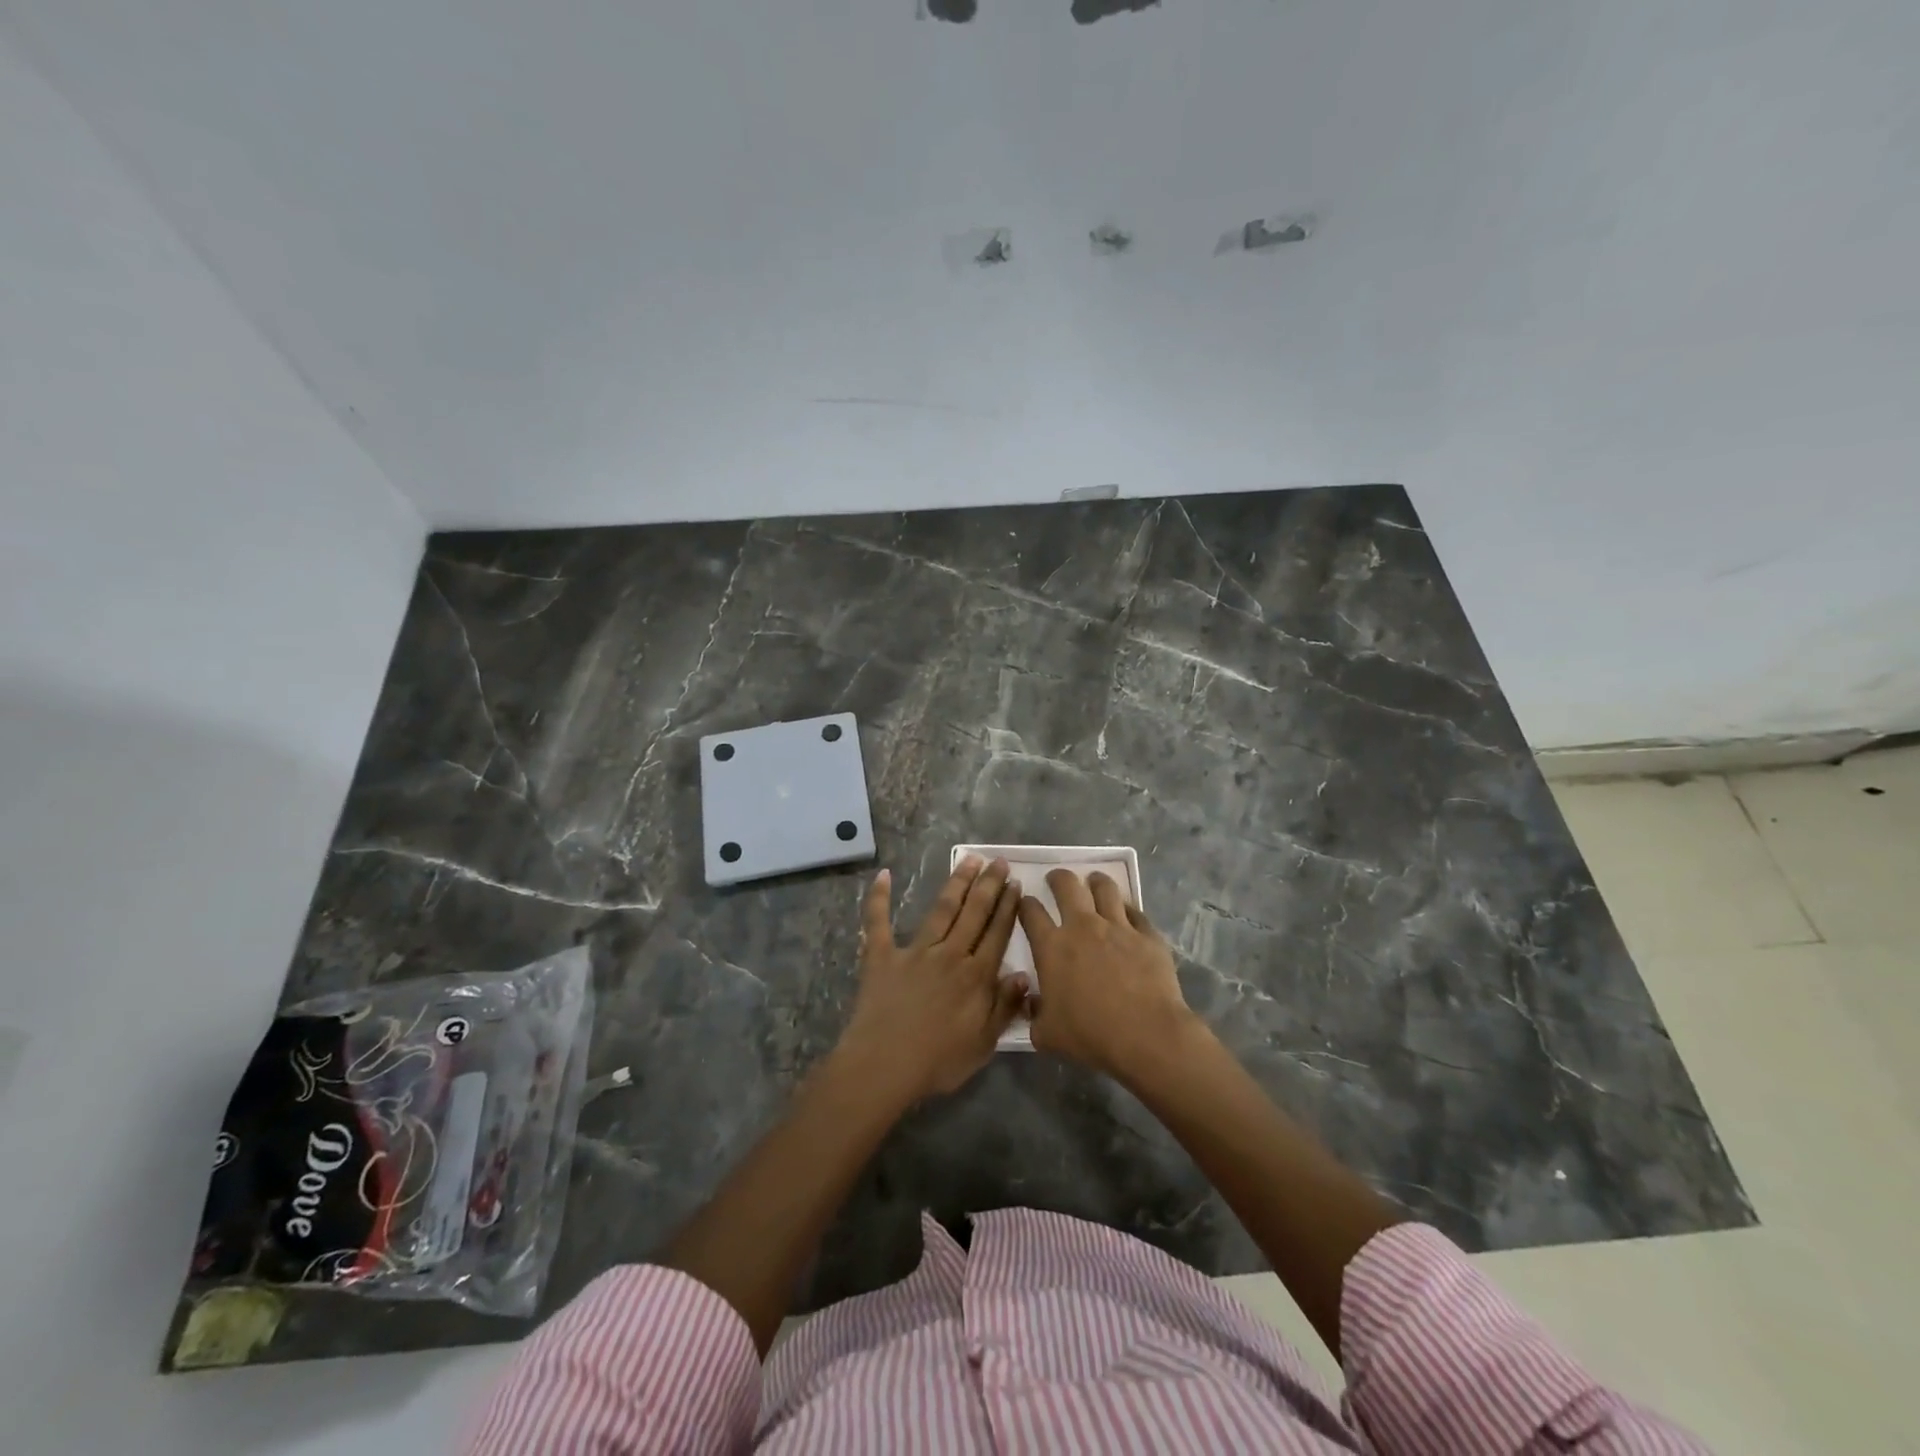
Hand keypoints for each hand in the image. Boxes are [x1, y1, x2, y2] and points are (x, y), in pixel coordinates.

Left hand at [838, 856, 1029, 1100]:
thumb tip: (1024, 974)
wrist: (884, 1066)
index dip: (1008, 907)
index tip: (1015, 883)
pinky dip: (879, 898)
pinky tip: (883, 876)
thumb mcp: (983, 1044)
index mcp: (975, 977)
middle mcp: (949, 955)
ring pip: (941, 910)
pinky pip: (878, 923)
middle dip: (988, 885)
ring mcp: (914, 952)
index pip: (997, 934)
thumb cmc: (938, 1062)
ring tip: (969, 860)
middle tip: (998, 861)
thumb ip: (1005, 1007)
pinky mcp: (881, 957)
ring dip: (956, 883)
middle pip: (974, 913)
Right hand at [1018, 869, 1199, 1078]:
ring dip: (1096, 882)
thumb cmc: (1091, 1035)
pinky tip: (1126, 915)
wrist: (1146, 1035)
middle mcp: (1082, 927)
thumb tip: (1031, 1003)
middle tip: (1057, 880)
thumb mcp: (1047, 1035)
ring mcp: (1117, 927)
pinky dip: (1127, 910)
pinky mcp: (1147, 934)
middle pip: (1067, 885)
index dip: (1025, 904)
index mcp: (1052, 947)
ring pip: (1104, 887)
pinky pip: (1135, 911)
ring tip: (1094, 882)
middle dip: (1058, 877)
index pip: (1031, 912)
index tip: (1026, 903)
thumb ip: (1034, 1015)